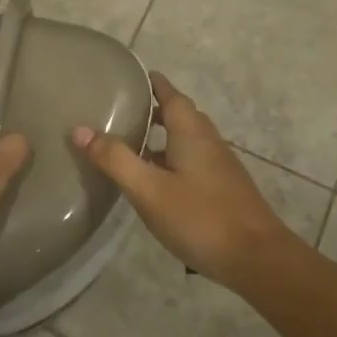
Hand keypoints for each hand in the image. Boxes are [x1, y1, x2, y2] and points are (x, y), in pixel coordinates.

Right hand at [73, 71, 299, 291]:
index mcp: (192, 133)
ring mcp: (220, 168)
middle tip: (124, 110)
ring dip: (163, 137)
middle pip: (182, 116)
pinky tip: (156, 182)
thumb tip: (79, 129)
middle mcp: (209, 143)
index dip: (154, 84)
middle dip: (156, 110)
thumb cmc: (200, 218)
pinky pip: (193, 163)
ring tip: (132, 144)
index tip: (132, 77)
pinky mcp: (223, 190)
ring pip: (187, 141)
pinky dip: (172, 160)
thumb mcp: (149, 190)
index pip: (172, 96)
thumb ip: (115, 159)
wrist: (257, 259)